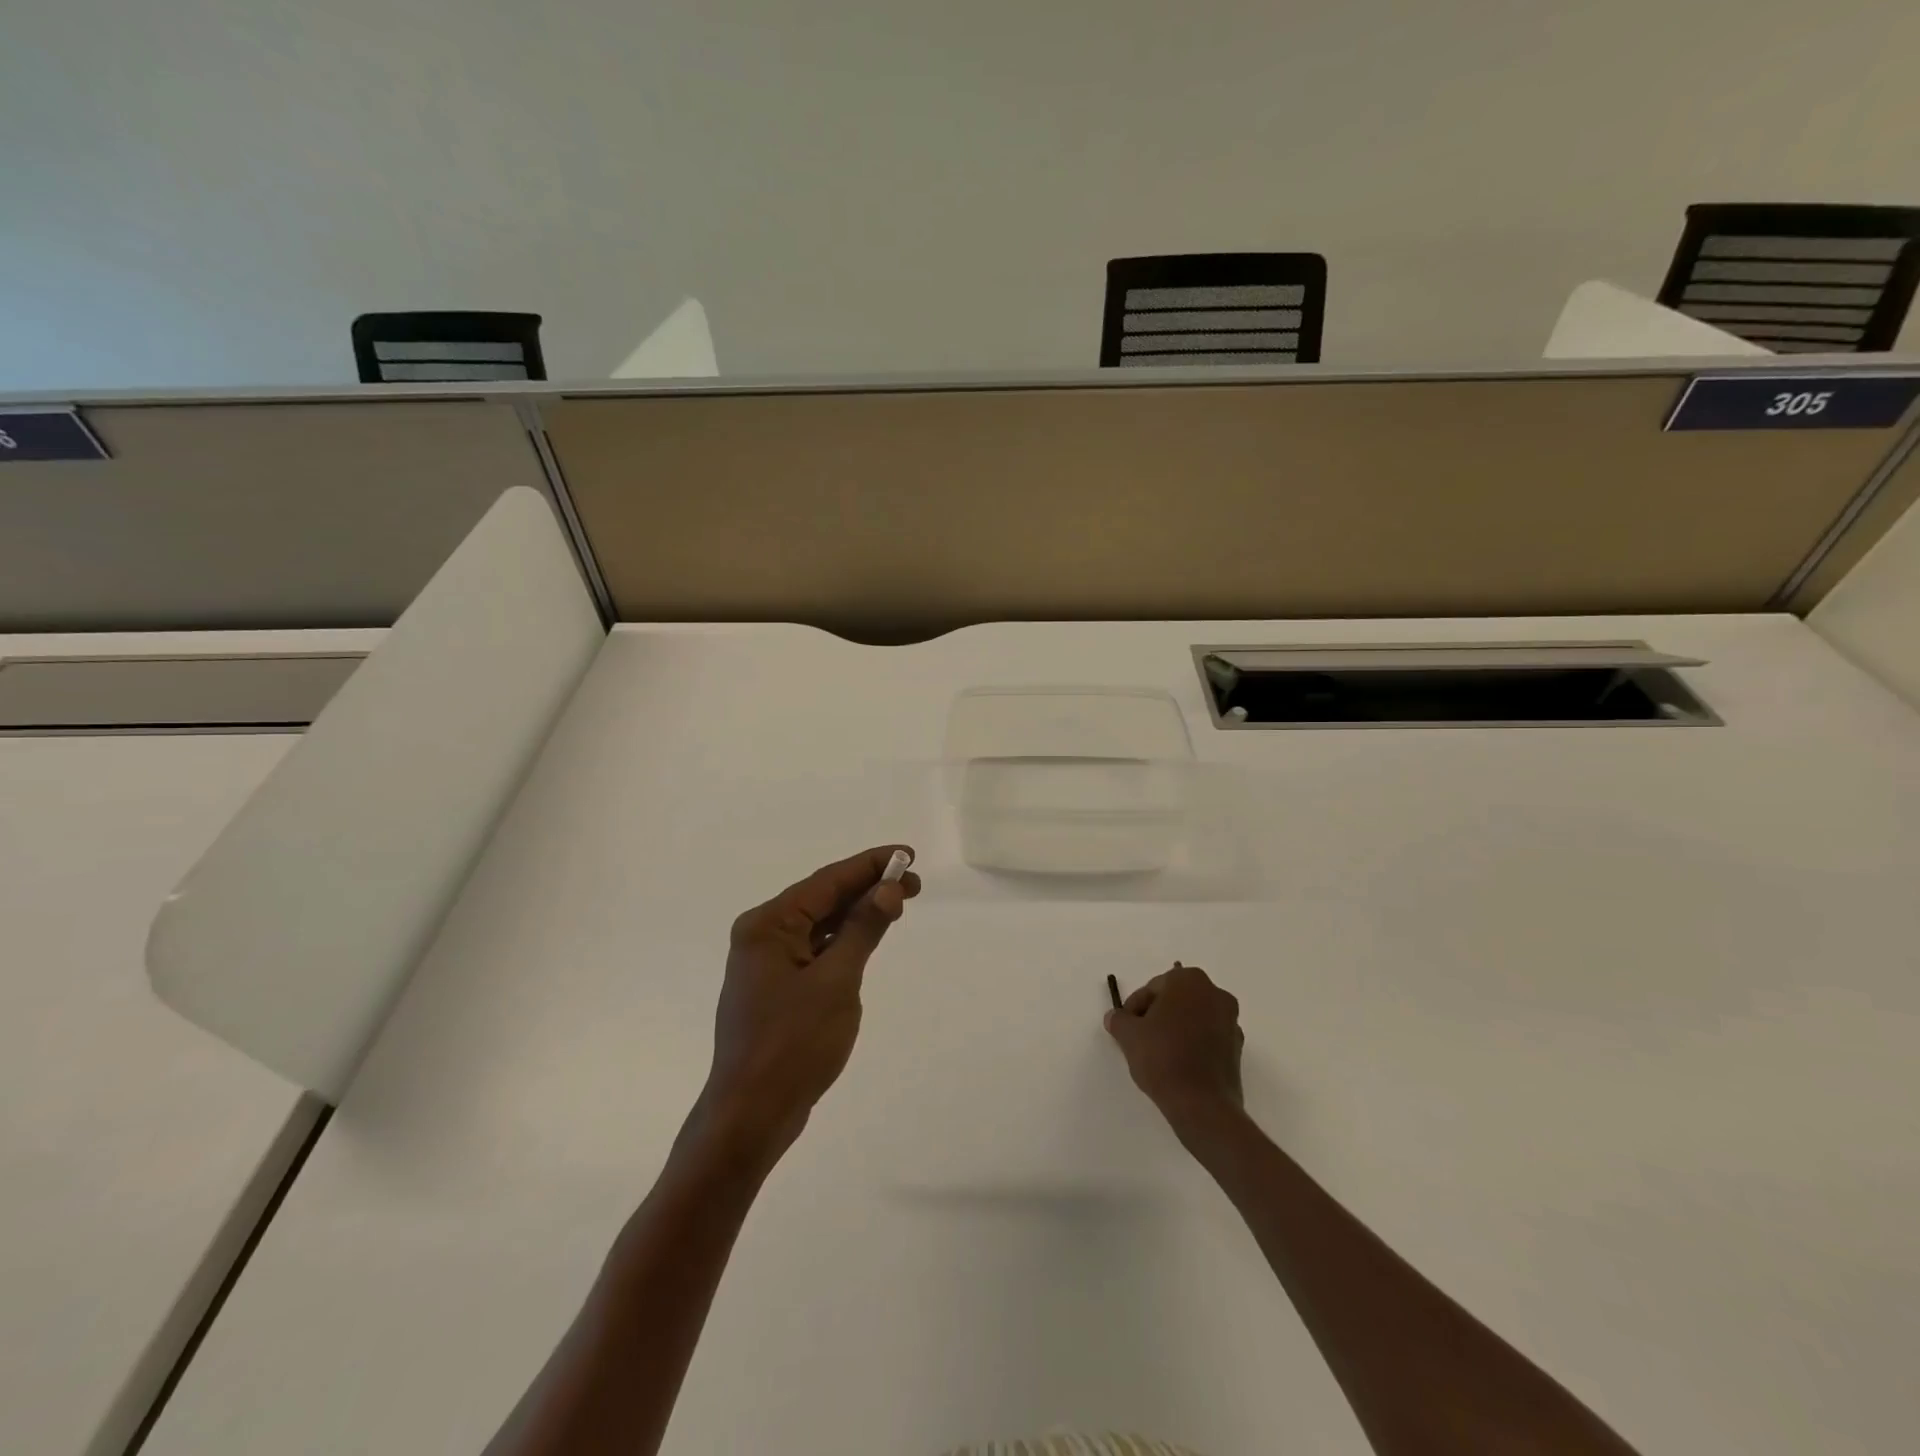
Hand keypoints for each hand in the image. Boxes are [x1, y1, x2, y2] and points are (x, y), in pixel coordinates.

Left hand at [695, 846, 919, 1164]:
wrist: (750, 1116)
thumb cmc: (793, 1045)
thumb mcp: (837, 982)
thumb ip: (863, 930)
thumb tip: (888, 889)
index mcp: (768, 925)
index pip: (827, 881)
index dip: (870, 865)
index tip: (907, 854)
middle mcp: (763, 935)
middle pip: (823, 899)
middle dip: (868, 888)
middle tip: (914, 883)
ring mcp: (768, 963)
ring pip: (820, 924)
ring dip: (858, 913)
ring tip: (899, 903)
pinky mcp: (777, 987)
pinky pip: (816, 950)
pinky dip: (843, 940)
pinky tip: (868, 937)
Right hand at [1104, 962, 1244, 1125]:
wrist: (1202, 1105)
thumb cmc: (1163, 1057)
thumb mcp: (1129, 1035)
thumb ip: (1119, 1020)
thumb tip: (1115, 1017)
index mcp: (1189, 980)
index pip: (1153, 988)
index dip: (1135, 1007)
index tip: (1126, 1027)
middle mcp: (1215, 993)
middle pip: (1175, 1000)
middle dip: (1156, 1015)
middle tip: (1139, 1038)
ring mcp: (1231, 1021)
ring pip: (1193, 1018)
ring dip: (1175, 1029)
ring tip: (1157, 1054)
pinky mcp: (1237, 1048)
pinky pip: (1207, 1037)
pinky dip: (1192, 1044)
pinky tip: (1177, 1064)